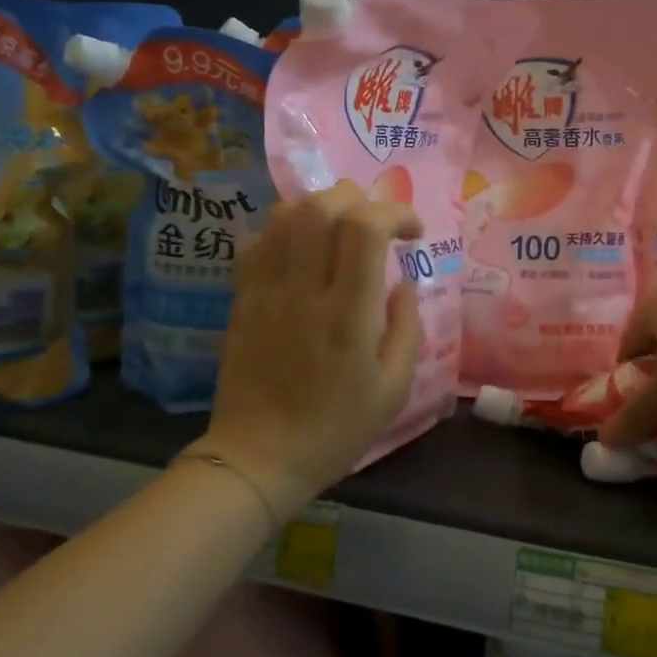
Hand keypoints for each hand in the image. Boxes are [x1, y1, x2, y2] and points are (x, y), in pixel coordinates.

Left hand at [197, 181, 423, 509]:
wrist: (259, 456)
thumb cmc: (335, 429)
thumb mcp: (393, 390)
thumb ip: (406, 327)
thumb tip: (403, 281)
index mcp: (348, 314)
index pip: (364, 227)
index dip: (394, 213)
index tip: (413, 233)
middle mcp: (304, 290)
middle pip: (321, 206)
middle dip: (357, 200)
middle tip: (376, 225)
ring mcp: (267, 290)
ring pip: (285, 215)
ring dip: (320, 207)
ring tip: (340, 230)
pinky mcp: (242, 297)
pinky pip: (259, 241)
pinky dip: (286, 229)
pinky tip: (303, 249)